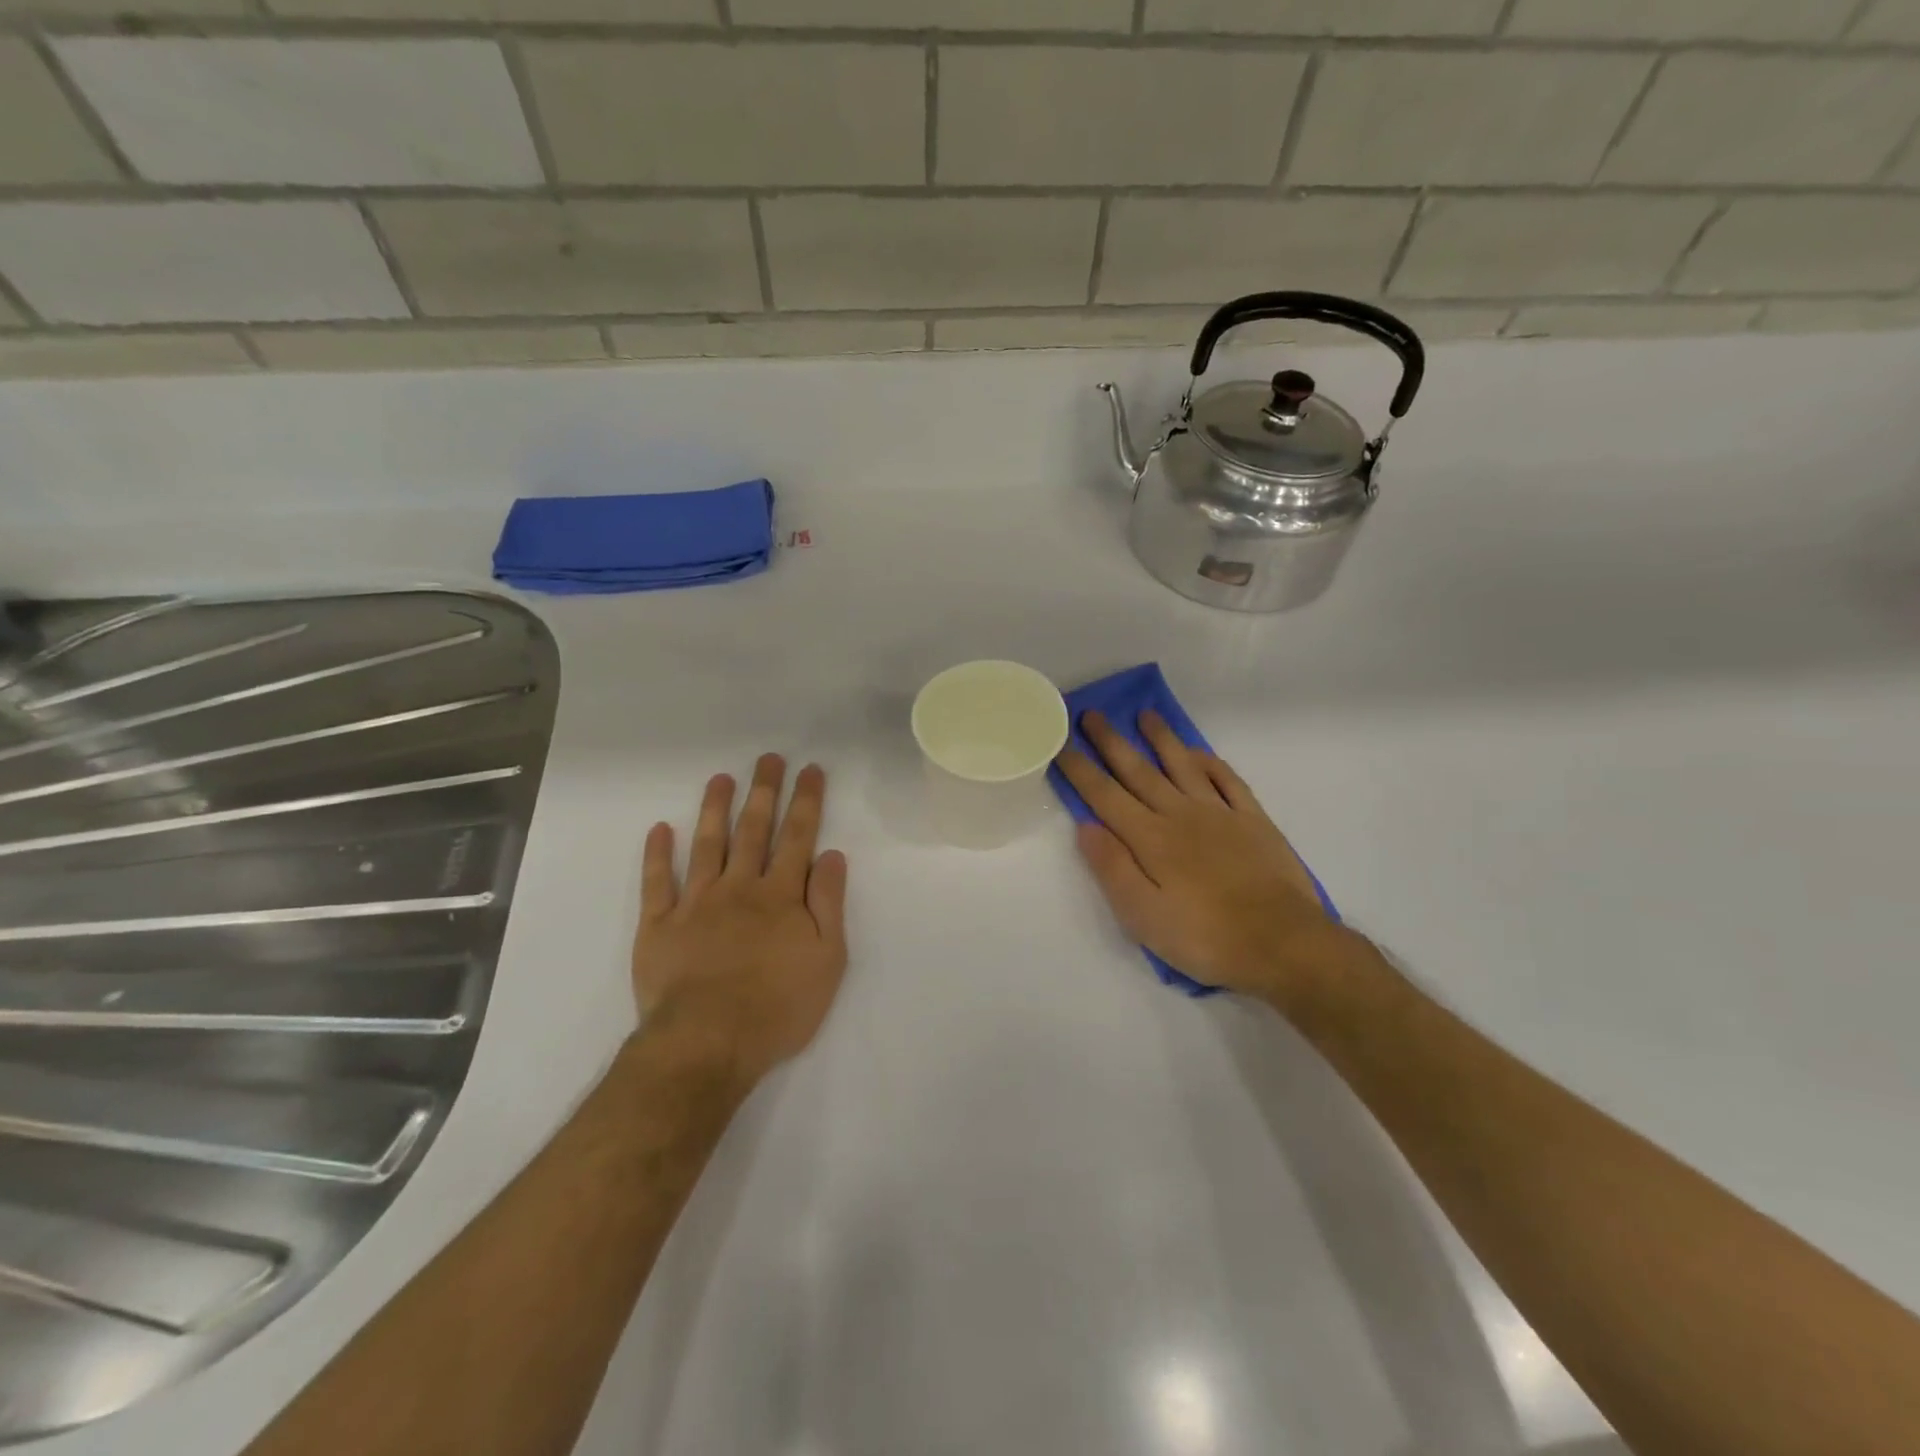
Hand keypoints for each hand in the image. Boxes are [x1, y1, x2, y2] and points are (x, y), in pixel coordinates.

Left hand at [632, 754, 848, 1089]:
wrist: (707, 1043)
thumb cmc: (778, 1007)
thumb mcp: (826, 960)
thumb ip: (829, 904)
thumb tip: (833, 856)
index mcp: (781, 896)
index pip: (798, 837)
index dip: (806, 801)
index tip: (810, 770)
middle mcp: (739, 888)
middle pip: (754, 830)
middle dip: (764, 791)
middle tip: (768, 758)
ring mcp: (695, 903)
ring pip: (707, 844)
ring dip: (715, 809)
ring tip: (721, 779)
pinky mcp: (659, 926)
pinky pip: (658, 882)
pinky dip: (657, 854)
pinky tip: (660, 829)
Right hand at [1054, 711, 1346, 1005]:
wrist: (1282, 943)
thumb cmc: (1204, 937)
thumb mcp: (1143, 916)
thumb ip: (1113, 868)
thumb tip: (1086, 826)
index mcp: (1149, 838)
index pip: (1105, 796)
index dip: (1080, 769)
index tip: (1061, 743)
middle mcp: (1180, 815)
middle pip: (1139, 771)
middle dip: (1111, 742)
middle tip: (1092, 714)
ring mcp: (1219, 813)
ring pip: (1182, 765)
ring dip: (1161, 739)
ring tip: (1146, 715)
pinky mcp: (1253, 821)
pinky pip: (1227, 780)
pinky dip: (1210, 763)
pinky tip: (1198, 753)